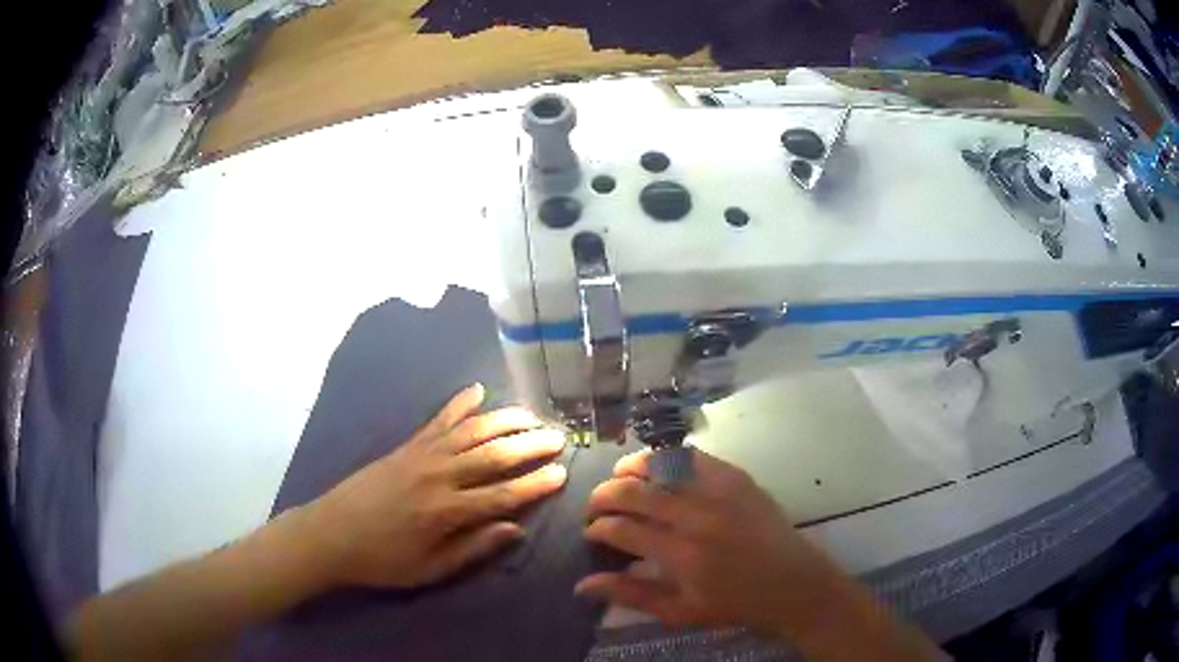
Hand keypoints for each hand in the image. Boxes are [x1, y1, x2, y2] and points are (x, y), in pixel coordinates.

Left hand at [298, 383, 567, 589]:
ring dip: (504, 420)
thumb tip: (515, 528)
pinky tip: (477, 391)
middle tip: (559, 437)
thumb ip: (473, 548)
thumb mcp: (430, 569)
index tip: (563, 472)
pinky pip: (438, 420)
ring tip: (532, 415)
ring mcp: (420, 455)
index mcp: (446, 511)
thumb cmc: (382, 560)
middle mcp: (438, 475)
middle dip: (530, 445)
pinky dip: (459, 404)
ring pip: (471, 431)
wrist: (331, 533)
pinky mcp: (405, 445)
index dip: (536, 484)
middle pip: (493, 455)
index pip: (503, 495)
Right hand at [576, 449, 848, 636]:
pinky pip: (693, 457)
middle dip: (604, 496)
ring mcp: (719, 491)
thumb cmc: (733, 603)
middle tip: (597, 506)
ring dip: (631, 469)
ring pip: (660, 465)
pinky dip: (668, 459)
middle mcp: (696, 515)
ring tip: (619, 478)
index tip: (592, 533)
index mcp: (681, 553)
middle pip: (634, 492)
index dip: (598, 528)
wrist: (791, 582)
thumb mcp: (679, 611)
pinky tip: (658, 468)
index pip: (622, 529)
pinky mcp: (737, 477)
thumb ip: (630, 595)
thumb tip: (582, 583)